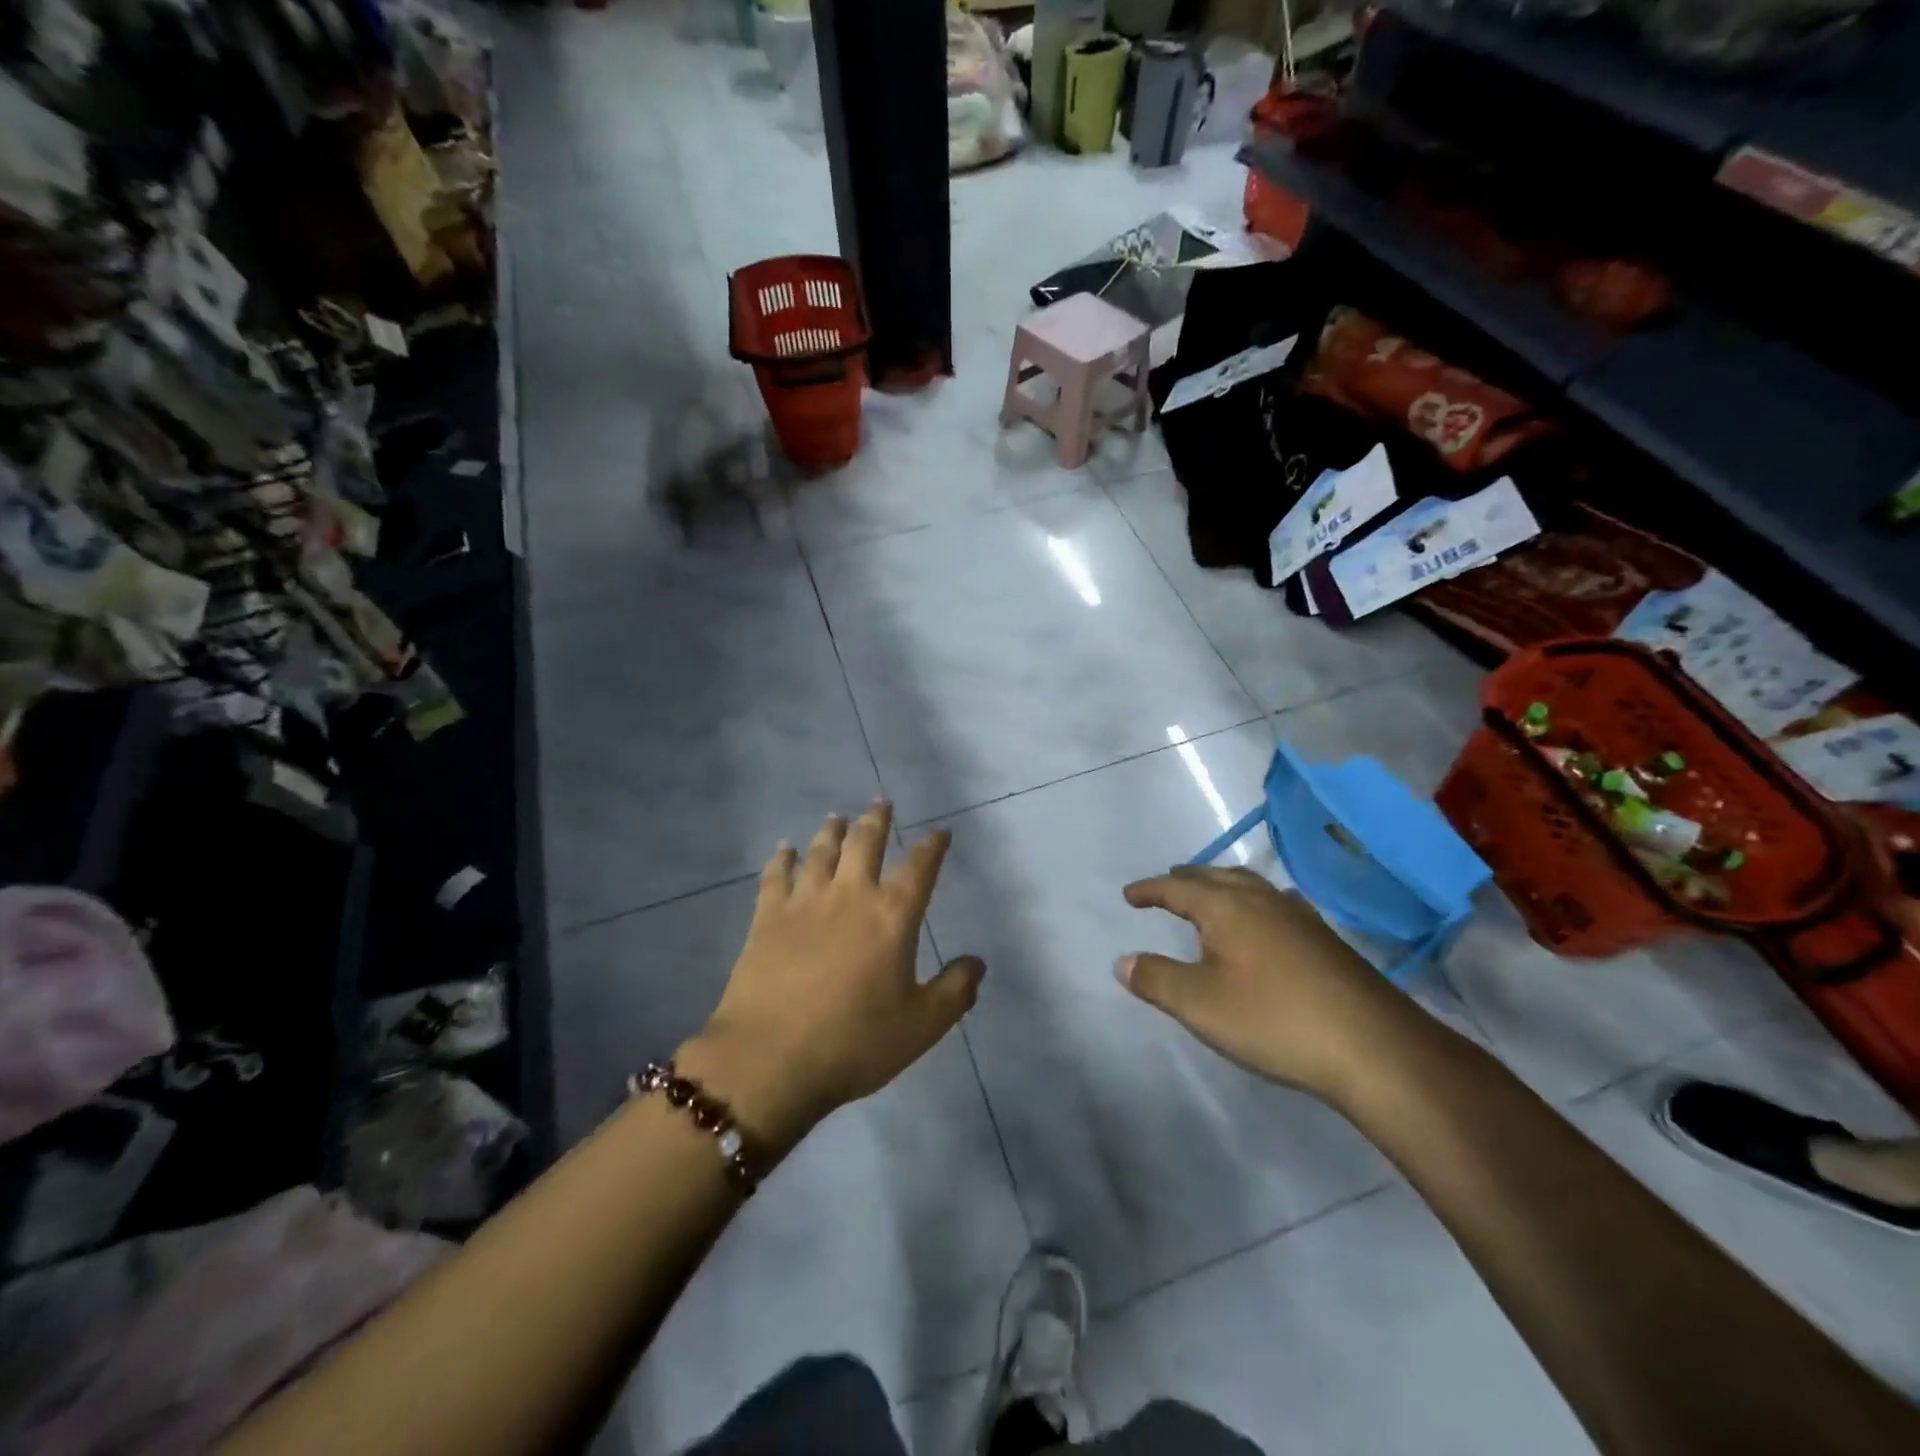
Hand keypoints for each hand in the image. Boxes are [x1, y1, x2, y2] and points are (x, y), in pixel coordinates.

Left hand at [679, 803, 982, 1153]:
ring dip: (832, 831)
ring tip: (837, 817)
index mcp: (892, 916)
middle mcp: (850, 895)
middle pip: (866, 844)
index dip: (932, 846)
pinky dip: (782, 859)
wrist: (771, 1060)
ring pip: (821, 851)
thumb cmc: (855, 1043)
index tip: (940, 832)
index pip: (920, 868)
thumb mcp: (921, 1026)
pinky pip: (775, 876)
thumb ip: (955, 991)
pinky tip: (783, 849)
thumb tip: (978, 963)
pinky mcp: (766, 918)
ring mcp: (805, 902)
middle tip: (881, 803)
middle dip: (877, 820)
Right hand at [1117, 865, 1421, 1103]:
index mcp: (1227, 908)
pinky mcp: (1326, 941)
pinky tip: (1266, 922)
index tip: (1129, 894)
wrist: (1374, 1047)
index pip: (1178, 887)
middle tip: (1168, 883)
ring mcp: (1299, 918)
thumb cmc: (1274, 1019)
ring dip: (1223, 886)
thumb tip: (1123, 961)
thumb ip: (1156, 979)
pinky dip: (1256, 903)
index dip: (1151, 889)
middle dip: (1187, 879)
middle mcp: (1262, 901)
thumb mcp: (1200, 1004)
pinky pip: (1277, 905)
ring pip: (1251, 887)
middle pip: (1217, 877)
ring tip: (1211, 896)